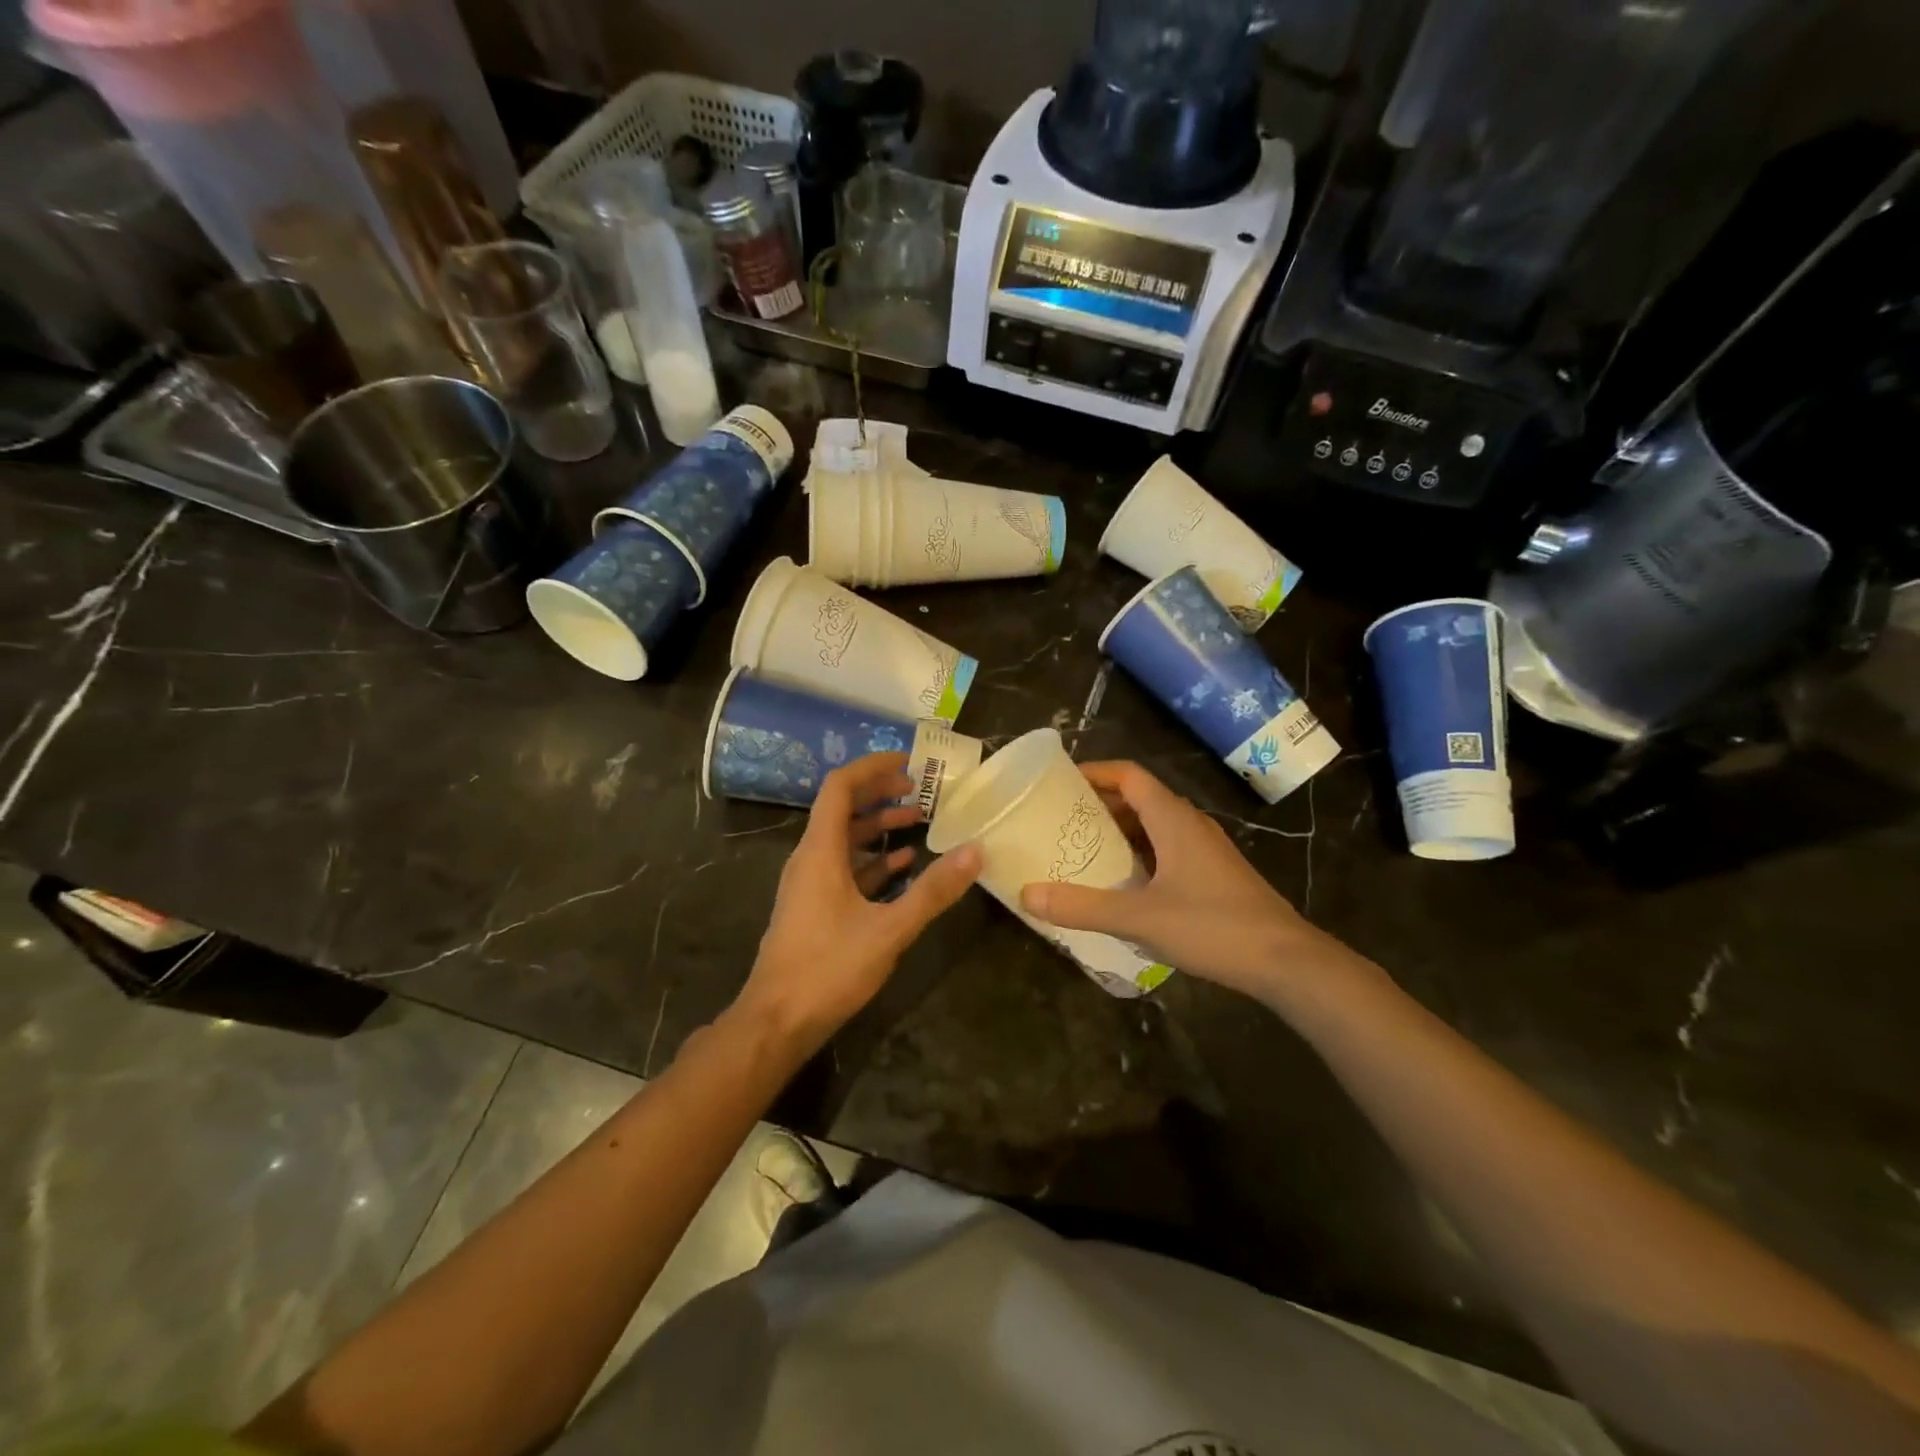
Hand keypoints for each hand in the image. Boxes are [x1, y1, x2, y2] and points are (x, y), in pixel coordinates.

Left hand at [734, 752, 980, 1052]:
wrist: (777, 1022)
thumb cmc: (828, 968)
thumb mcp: (889, 929)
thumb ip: (933, 891)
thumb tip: (975, 851)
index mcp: (820, 851)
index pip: (840, 787)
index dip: (873, 767)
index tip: (909, 762)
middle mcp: (811, 858)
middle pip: (843, 808)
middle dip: (881, 793)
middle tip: (921, 789)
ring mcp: (811, 884)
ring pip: (845, 840)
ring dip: (879, 826)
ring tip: (920, 820)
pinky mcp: (815, 907)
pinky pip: (846, 869)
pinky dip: (873, 860)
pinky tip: (904, 865)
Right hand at [1018, 761, 1357, 1001]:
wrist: (1287, 962)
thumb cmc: (1213, 926)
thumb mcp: (1140, 918)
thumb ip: (1082, 906)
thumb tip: (1027, 894)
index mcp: (1173, 818)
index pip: (1129, 775)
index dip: (1095, 772)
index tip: (1060, 782)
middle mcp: (1190, 824)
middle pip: (1139, 797)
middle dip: (1099, 804)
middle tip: (1060, 820)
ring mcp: (1206, 849)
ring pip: (1154, 825)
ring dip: (1120, 830)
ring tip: (1082, 849)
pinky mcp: (1214, 874)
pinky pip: (1167, 848)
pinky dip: (1140, 853)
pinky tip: (1123, 883)